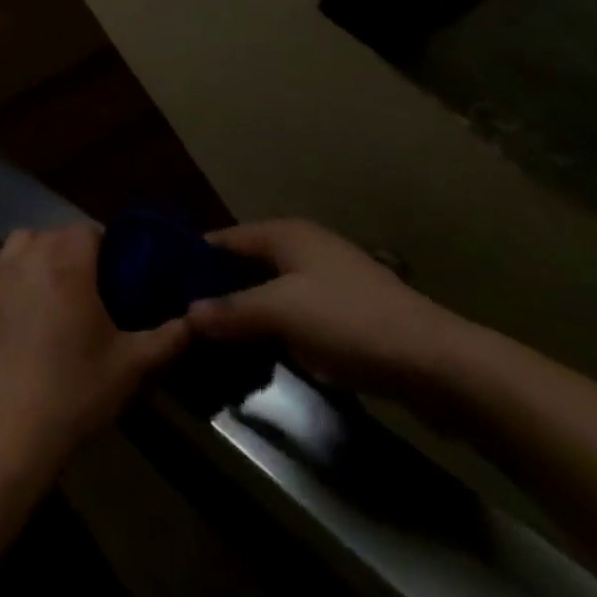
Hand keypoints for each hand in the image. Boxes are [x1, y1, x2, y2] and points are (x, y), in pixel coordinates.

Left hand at [0, 224, 190, 477]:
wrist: (5, 430)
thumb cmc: (73, 392)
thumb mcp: (130, 367)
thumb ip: (167, 337)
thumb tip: (194, 321)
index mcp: (66, 261)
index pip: (89, 230)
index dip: (107, 248)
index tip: (119, 278)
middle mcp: (28, 255)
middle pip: (57, 234)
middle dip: (76, 253)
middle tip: (94, 292)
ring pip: (25, 244)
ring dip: (43, 257)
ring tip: (57, 296)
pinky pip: (2, 269)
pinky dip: (17, 276)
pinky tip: (27, 315)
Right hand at [188, 220, 469, 401]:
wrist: (437, 362)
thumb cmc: (351, 322)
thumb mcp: (283, 313)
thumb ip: (231, 310)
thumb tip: (185, 312)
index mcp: (286, 234)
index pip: (224, 239)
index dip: (193, 258)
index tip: (160, 283)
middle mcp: (303, 247)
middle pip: (245, 264)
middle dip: (215, 288)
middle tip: (179, 317)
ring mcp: (326, 279)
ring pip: (269, 290)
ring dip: (244, 311)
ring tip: (209, 339)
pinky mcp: (344, 312)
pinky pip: (292, 312)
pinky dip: (272, 327)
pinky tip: (256, 351)